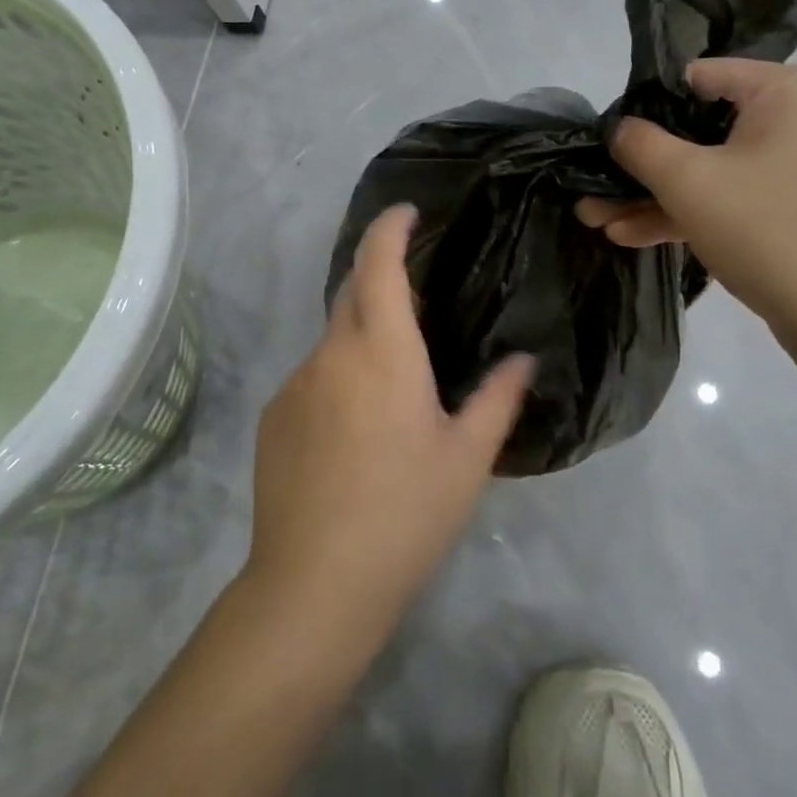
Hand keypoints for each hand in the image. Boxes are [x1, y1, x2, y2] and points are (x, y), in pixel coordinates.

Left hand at [245, 204, 533, 657]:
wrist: (315, 584)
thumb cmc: (405, 513)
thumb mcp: (467, 459)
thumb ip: (497, 398)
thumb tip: (523, 359)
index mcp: (381, 351)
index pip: (378, 263)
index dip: (390, 227)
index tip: (408, 212)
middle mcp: (330, 353)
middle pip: (351, 292)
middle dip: (380, 278)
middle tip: (418, 302)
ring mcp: (294, 385)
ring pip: (333, 341)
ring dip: (362, 342)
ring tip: (393, 390)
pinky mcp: (272, 418)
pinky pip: (312, 379)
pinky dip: (338, 380)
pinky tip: (355, 434)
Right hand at [577, 60, 796, 339]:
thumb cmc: (771, 229)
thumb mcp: (689, 182)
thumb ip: (640, 145)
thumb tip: (617, 129)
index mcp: (789, 89)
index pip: (699, 78)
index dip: (644, 107)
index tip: (606, 141)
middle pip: (703, 130)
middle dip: (641, 168)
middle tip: (592, 192)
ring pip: (716, 172)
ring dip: (657, 197)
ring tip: (597, 221)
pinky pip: (738, 199)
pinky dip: (692, 214)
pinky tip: (634, 236)